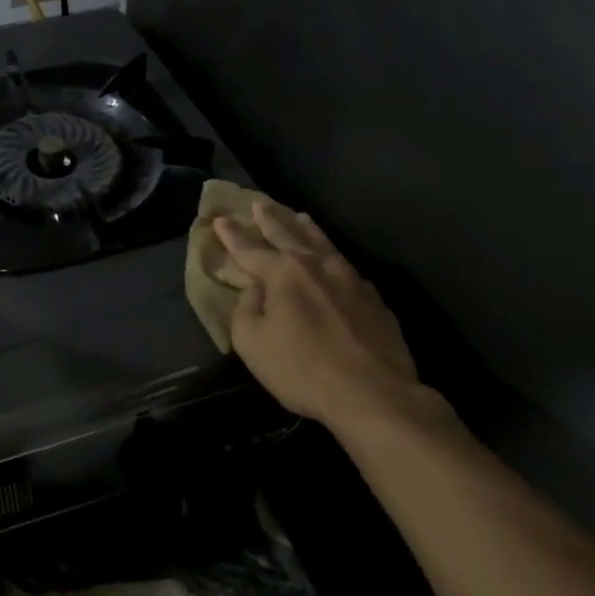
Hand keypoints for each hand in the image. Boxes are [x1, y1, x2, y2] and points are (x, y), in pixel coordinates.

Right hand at [215, 201, 445, 430]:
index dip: (232, 235)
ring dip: (307, 229)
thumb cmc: (303, 368)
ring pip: (323, 244)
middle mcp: (318, 266)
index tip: (219, 219)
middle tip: (259, 201)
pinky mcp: (375, 301)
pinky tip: (335, 262)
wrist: (374, 394)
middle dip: (270, 218)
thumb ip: (246, 310)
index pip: (250, 248)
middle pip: (289, 234)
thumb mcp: (252, 343)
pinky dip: (333, 258)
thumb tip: (255, 291)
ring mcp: (351, 280)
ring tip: (299, 216)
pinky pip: (347, 268)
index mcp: (284, 273)